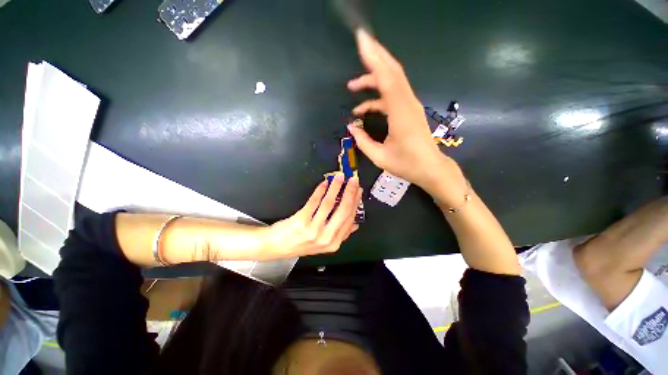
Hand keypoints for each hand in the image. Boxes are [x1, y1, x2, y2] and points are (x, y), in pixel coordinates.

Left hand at [263, 175, 361, 257]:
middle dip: (350, 192)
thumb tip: (355, 224)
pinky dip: (320, 190)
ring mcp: (313, 229)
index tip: (358, 190)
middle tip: (353, 179)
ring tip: (340, 177)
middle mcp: (326, 237)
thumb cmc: (301, 243)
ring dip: (336, 188)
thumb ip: (341, 234)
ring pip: (329, 204)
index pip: (349, 218)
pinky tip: (324, 183)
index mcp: (334, 243)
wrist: (276, 247)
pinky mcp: (301, 221)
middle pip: (343, 210)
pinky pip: (314, 202)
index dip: (355, 202)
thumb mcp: (324, 244)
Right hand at [347, 29, 462, 195]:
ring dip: (373, 78)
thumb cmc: (406, 164)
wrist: (430, 168)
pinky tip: (364, 108)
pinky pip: (392, 95)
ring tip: (353, 86)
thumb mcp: (380, 156)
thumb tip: (351, 126)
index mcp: (400, 113)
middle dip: (375, 56)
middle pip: (393, 71)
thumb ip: (363, 141)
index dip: (373, 59)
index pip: (387, 78)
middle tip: (359, 44)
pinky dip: (377, 96)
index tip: (361, 41)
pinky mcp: (409, 110)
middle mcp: (407, 103)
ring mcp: (410, 105)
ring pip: (393, 81)